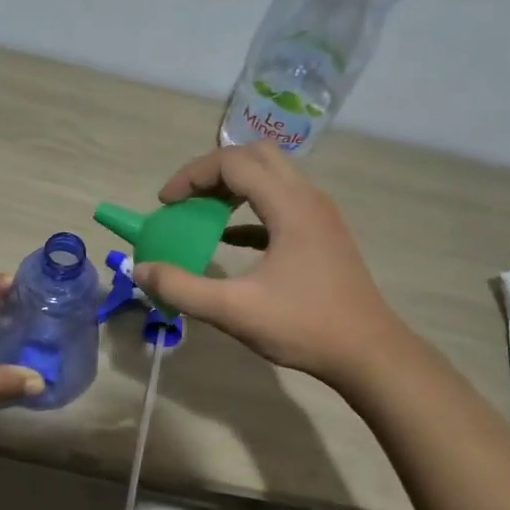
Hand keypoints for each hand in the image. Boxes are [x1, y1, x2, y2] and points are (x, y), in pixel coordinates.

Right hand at [132, 142, 404, 389]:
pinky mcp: (322, 235)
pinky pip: (281, 204)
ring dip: (233, 187)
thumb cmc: (304, 326)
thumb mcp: (234, 311)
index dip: (192, 176)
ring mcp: (320, 216)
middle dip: (213, 172)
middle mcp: (308, 198)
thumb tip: (140, 269)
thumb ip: (182, 288)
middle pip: (255, 157)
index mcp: (289, 205)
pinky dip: (250, 210)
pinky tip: (230, 239)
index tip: (164, 203)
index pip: (233, 162)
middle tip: (185, 200)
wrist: (368, 353)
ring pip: (272, 177)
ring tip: (201, 214)